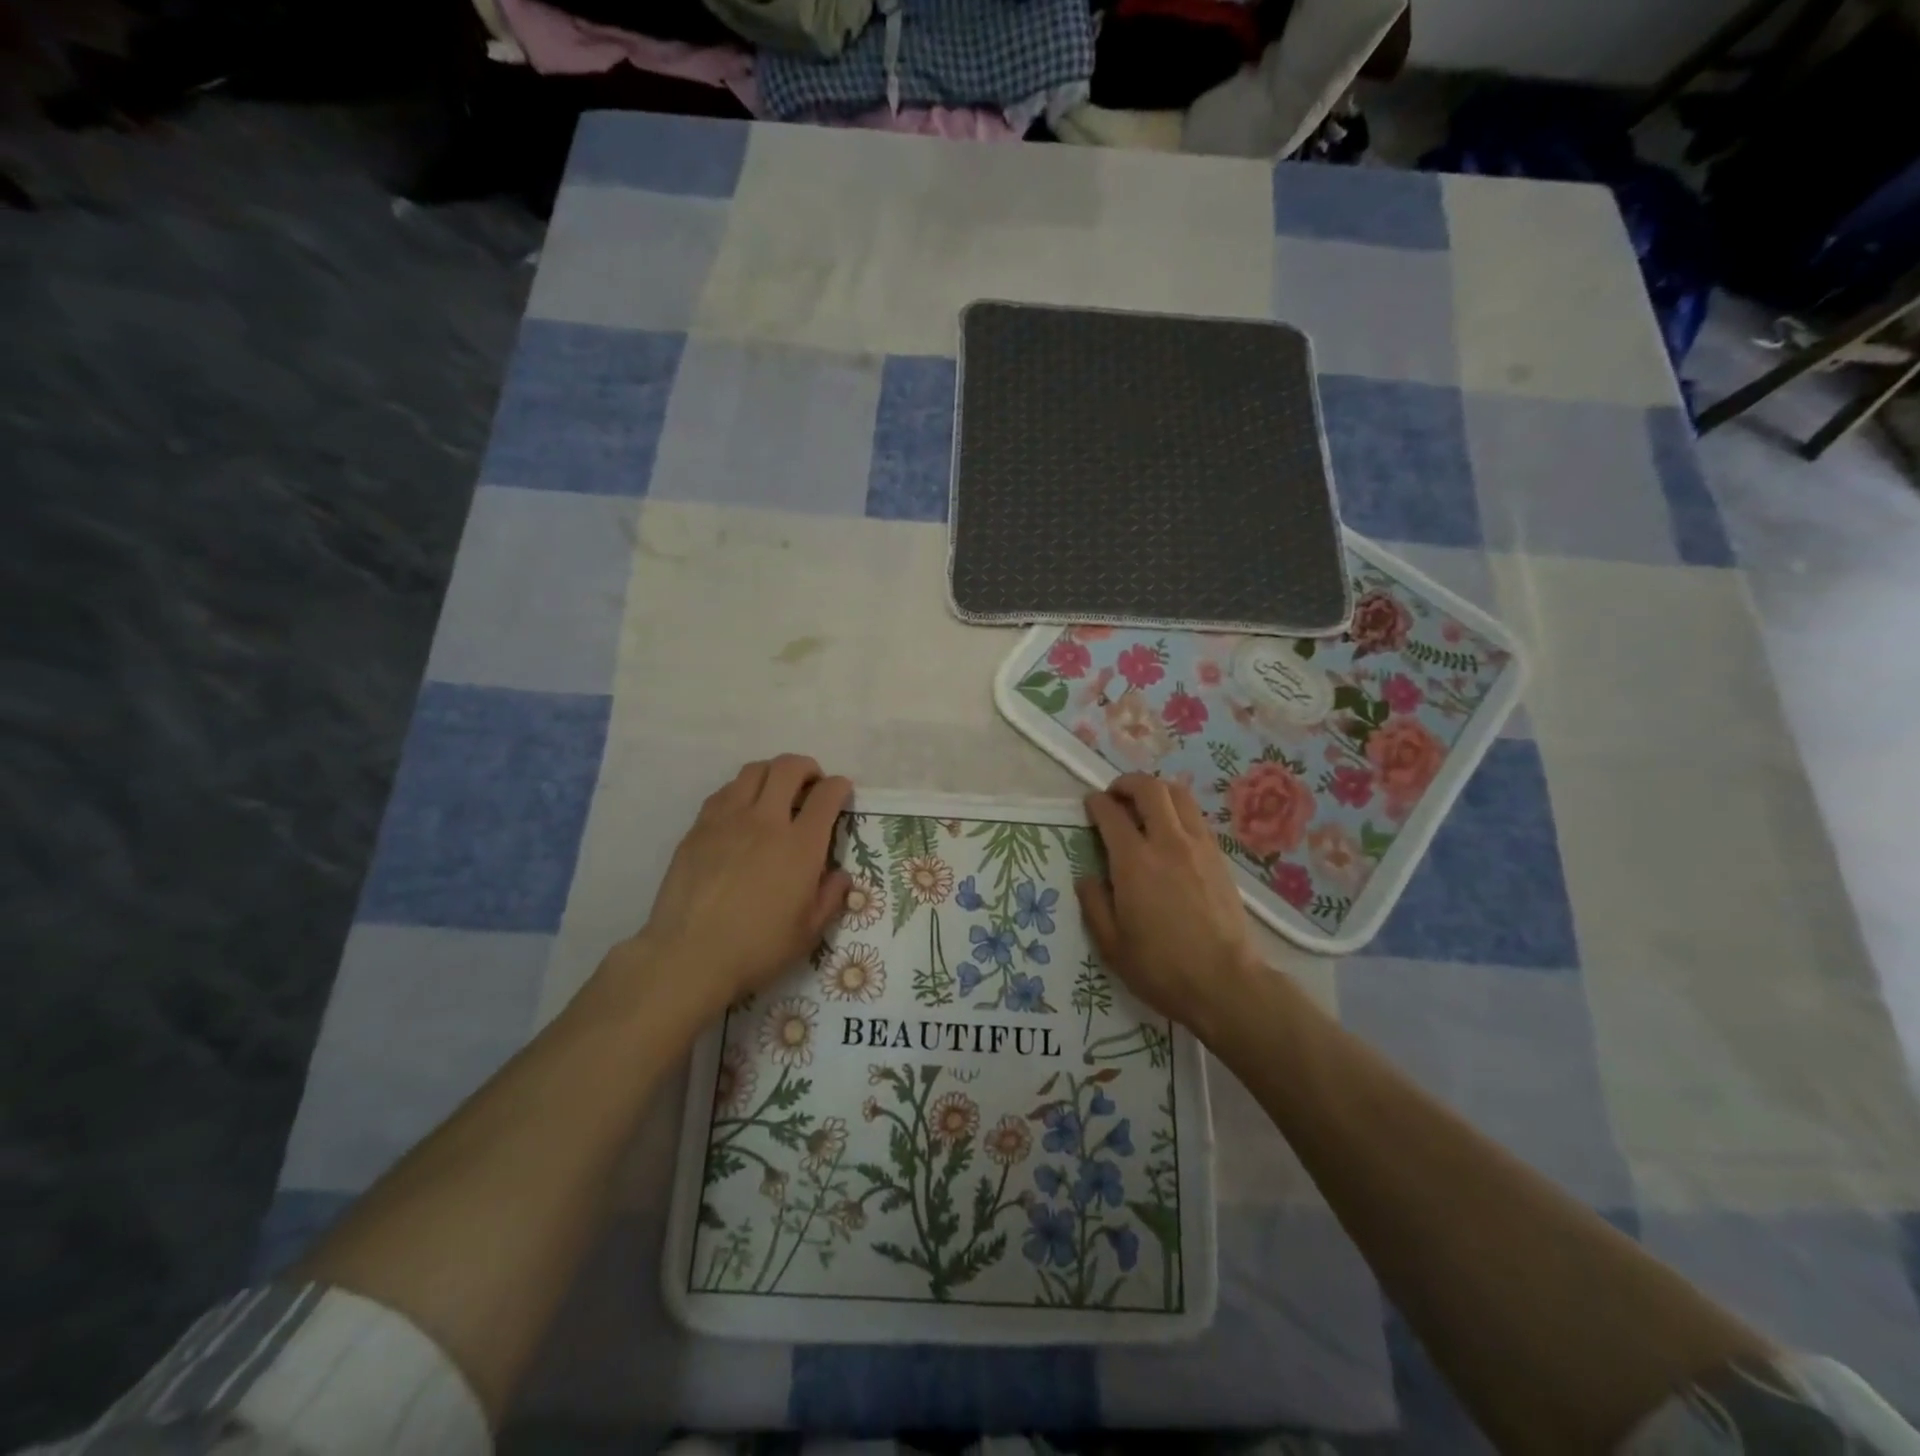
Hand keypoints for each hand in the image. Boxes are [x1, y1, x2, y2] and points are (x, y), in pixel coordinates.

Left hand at [614, 755, 851, 1020]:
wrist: (689, 956)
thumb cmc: (757, 949)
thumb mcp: (808, 932)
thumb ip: (830, 897)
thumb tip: (840, 875)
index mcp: (800, 846)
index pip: (826, 795)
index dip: (839, 786)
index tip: (841, 792)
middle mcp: (766, 821)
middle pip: (788, 767)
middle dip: (807, 768)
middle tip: (811, 785)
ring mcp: (728, 820)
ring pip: (753, 771)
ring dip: (772, 773)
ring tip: (776, 793)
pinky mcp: (698, 829)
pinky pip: (724, 792)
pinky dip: (741, 791)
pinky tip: (741, 813)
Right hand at [1076, 773, 1261, 1037]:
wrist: (1226, 983)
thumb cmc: (1161, 968)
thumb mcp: (1111, 945)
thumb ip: (1094, 904)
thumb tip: (1087, 878)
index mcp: (1134, 862)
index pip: (1111, 813)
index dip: (1096, 803)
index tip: (1089, 805)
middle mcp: (1167, 842)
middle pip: (1150, 789)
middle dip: (1127, 783)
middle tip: (1115, 796)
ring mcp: (1199, 847)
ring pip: (1179, 795)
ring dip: (1156, 792)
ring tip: (1144, 807)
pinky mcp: (1219, 857)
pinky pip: (1196, 817)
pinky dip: (1178, 811)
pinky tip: (1170, 832)